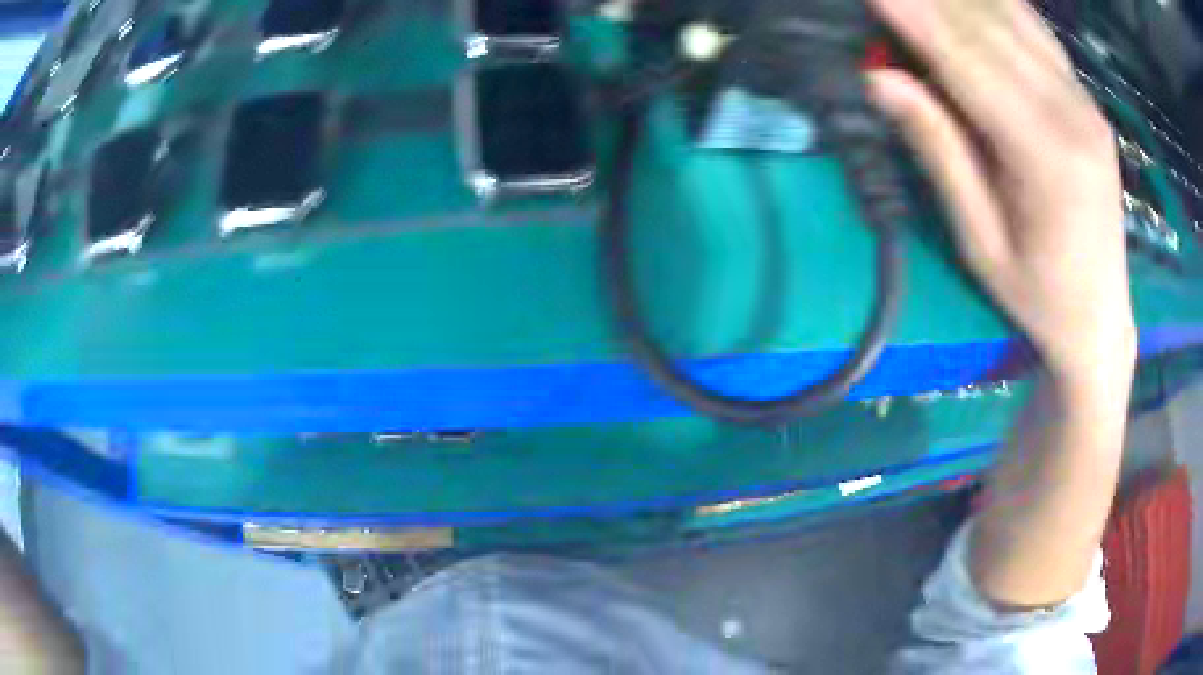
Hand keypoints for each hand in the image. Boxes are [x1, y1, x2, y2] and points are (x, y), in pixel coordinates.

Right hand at [866, 0, 1136, 385]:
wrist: (1101, 317)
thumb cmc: (1038, 295)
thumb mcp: (982, 241)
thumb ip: (940, 152)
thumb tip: (881, 80)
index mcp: (1048, 158)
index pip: (968, 62)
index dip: (913, 17)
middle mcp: (1073, 114)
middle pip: (989, 29)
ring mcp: (1085, 102)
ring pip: (1014, 19)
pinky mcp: (1087, 100)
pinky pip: (1038, 32)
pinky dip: (998, 4)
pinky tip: (970, 1)